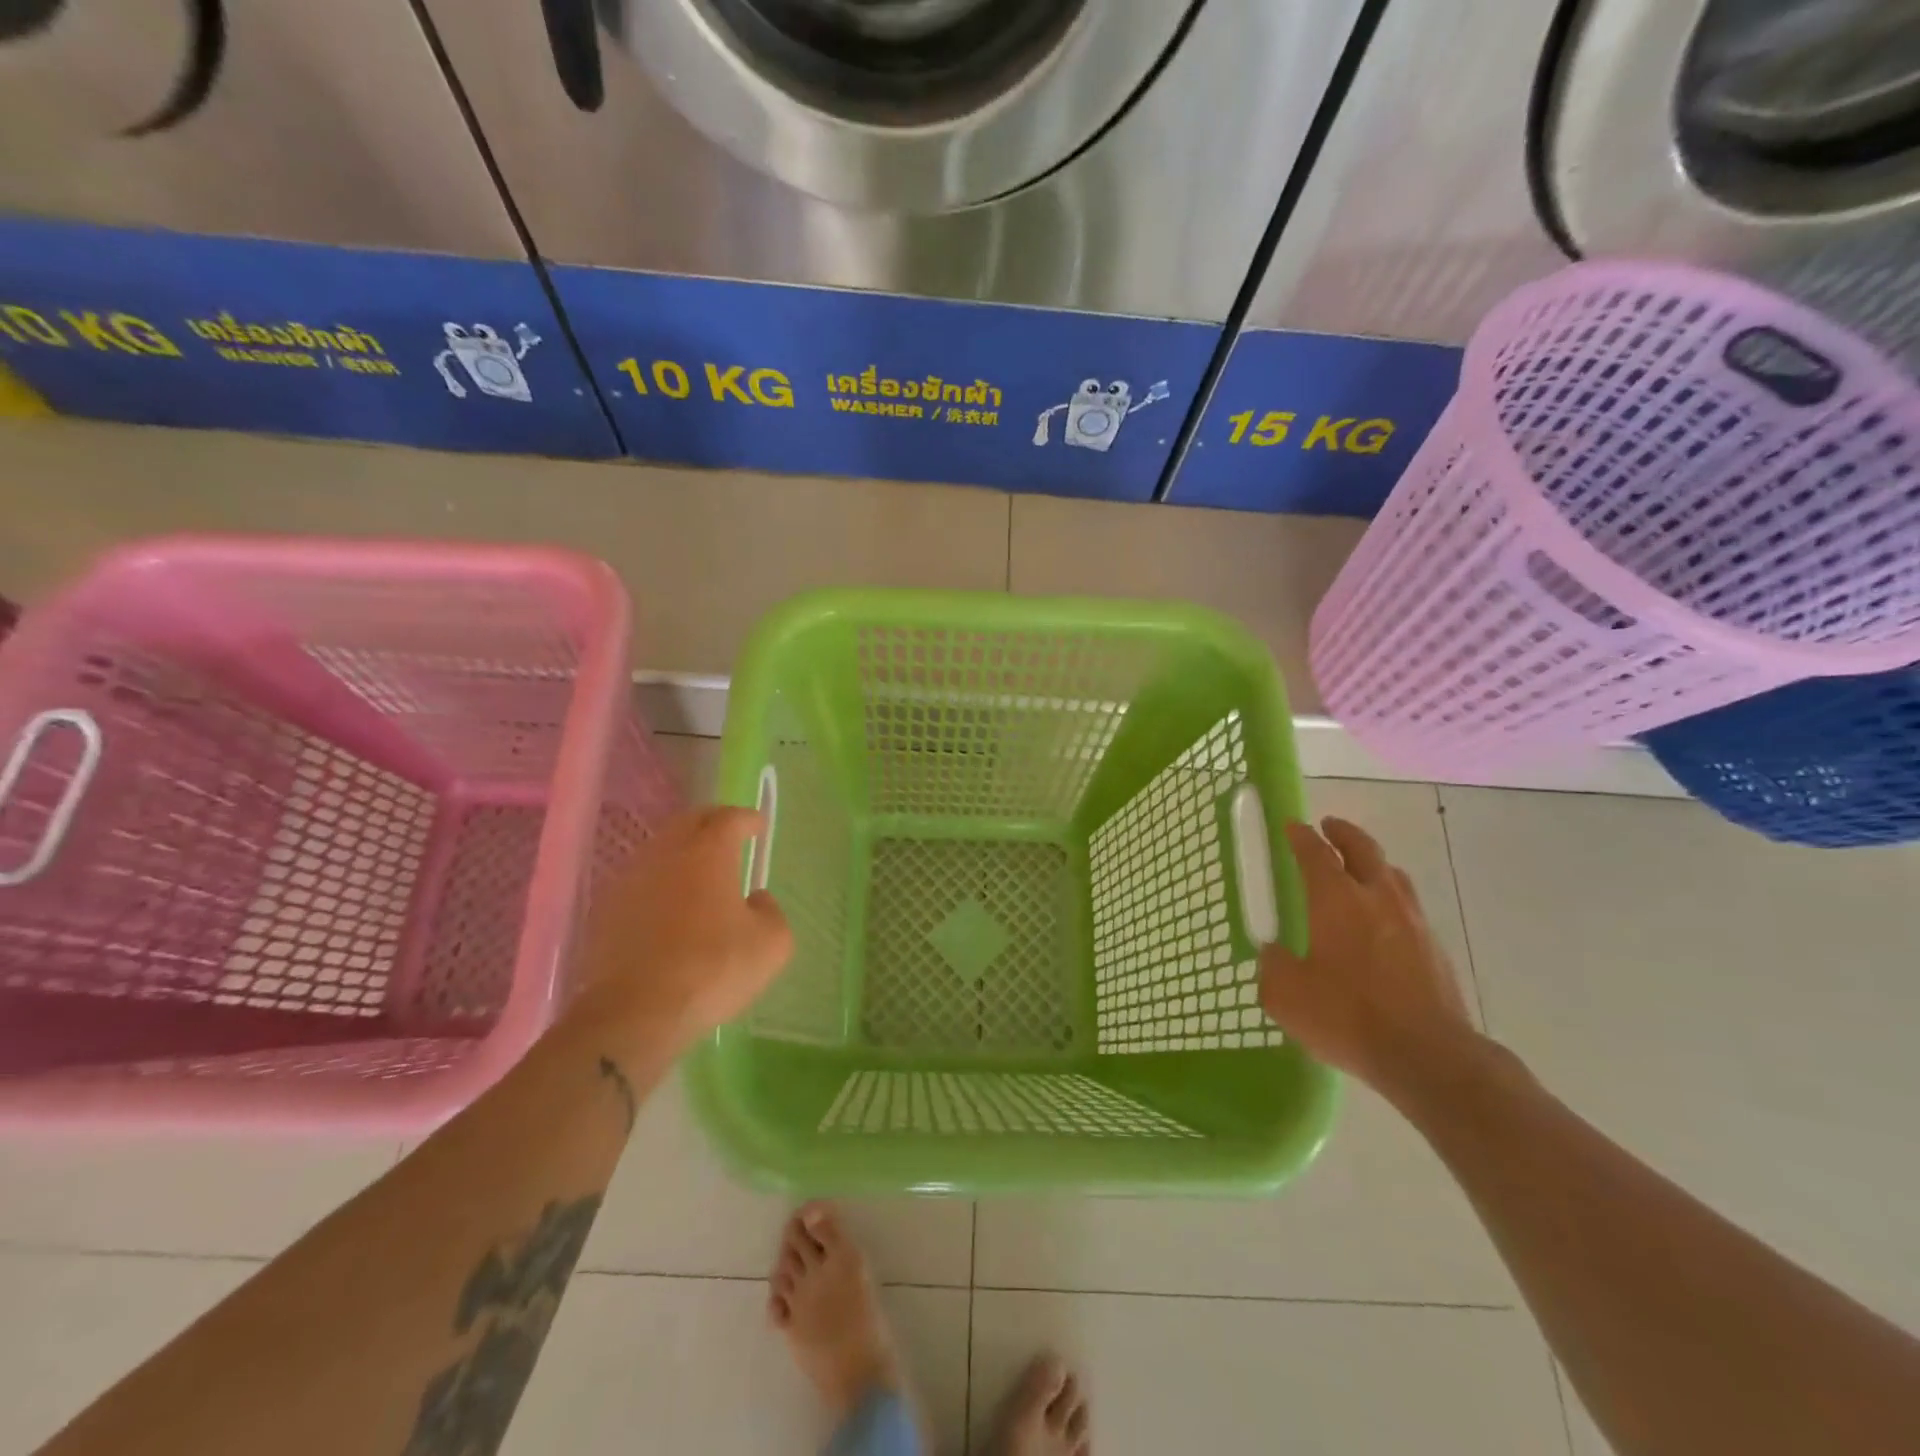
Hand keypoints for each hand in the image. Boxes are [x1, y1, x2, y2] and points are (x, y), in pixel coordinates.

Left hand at [573, 806, 793, 1051]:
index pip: (729, 818)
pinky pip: (638, 881)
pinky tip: (666, 908)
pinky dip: (657, 883)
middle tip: (728, 837)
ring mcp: (630, 879)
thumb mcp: (772, 944)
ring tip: (697, 873)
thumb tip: (756, 900)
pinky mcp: (605, 910)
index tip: (758, 827)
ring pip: (659, 850)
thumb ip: (771, 912)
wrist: (635, 1012)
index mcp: (709, 852)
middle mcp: (666, 853)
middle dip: (711, 823)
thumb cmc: (713, 968)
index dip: (747, 819)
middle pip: (688, 822)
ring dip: (681, 852)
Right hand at [1259, 816, 1474, 1092]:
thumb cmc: (1347, 1017)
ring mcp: (1413, 922)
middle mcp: (1377, 899)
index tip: (1292, 826)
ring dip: (1373, 863)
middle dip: (1343, 833)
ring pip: (1392, 875)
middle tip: (1329, 827)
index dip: (1301, 837)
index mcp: (1336, 900)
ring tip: (1359, 869)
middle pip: (1363, 849)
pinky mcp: (1435, 949)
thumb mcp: (1286, 995)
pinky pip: (1408, 907)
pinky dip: (1390, 899)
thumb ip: (1273, 966)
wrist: (1428, 1057)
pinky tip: (1382, 922)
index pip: (1315, 853)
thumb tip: (1275, 953)